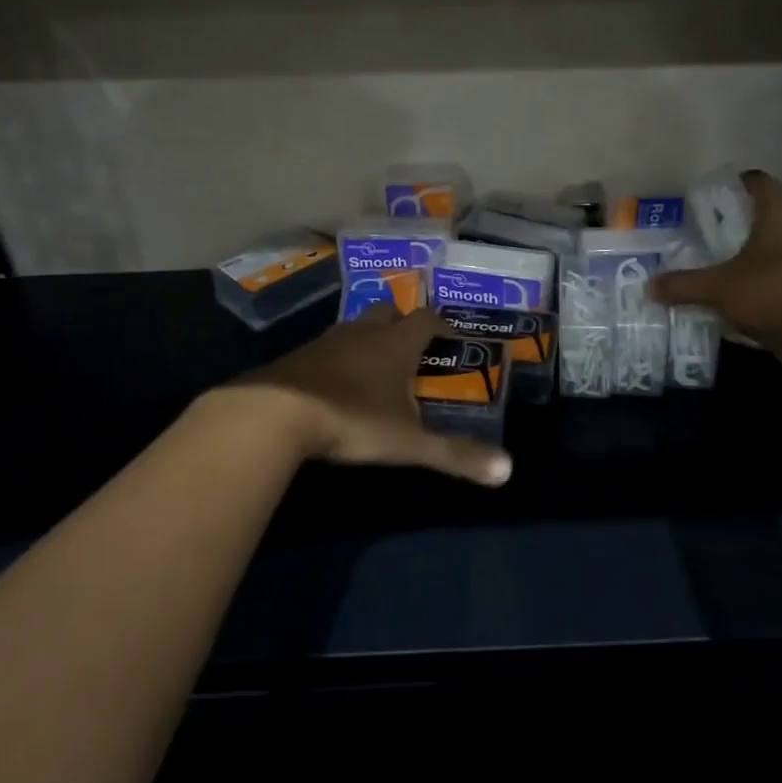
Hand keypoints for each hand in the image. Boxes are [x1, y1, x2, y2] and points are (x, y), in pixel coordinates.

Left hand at [233, 306, 512, 486]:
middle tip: (413, 345)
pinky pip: (327, 347)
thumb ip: (455, 455)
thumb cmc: (351, 420)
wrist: (273, 414)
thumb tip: (508, 471)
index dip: (443, 325)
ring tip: (377, 364)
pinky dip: (339, 357)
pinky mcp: (298, 357)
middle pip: (387, 312)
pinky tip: (338, 382)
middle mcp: (362, 333)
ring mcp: (326, 342)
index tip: (453, 339)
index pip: (426, 319)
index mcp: (395, 344)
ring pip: (355, 327)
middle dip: (402, 322)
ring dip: (369, 338)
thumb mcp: (408, 443)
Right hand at [649, 171, 781, 370]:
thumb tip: (649, 286)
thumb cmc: (772, 297)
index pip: (762, 184)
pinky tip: (777, 303)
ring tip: (751, 274)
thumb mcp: (717, 291)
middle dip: (755, 227)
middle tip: (727, 241)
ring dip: (778, 257)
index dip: (741, 185)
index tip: (723, 195)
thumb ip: (683, 285)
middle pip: (781, 217)